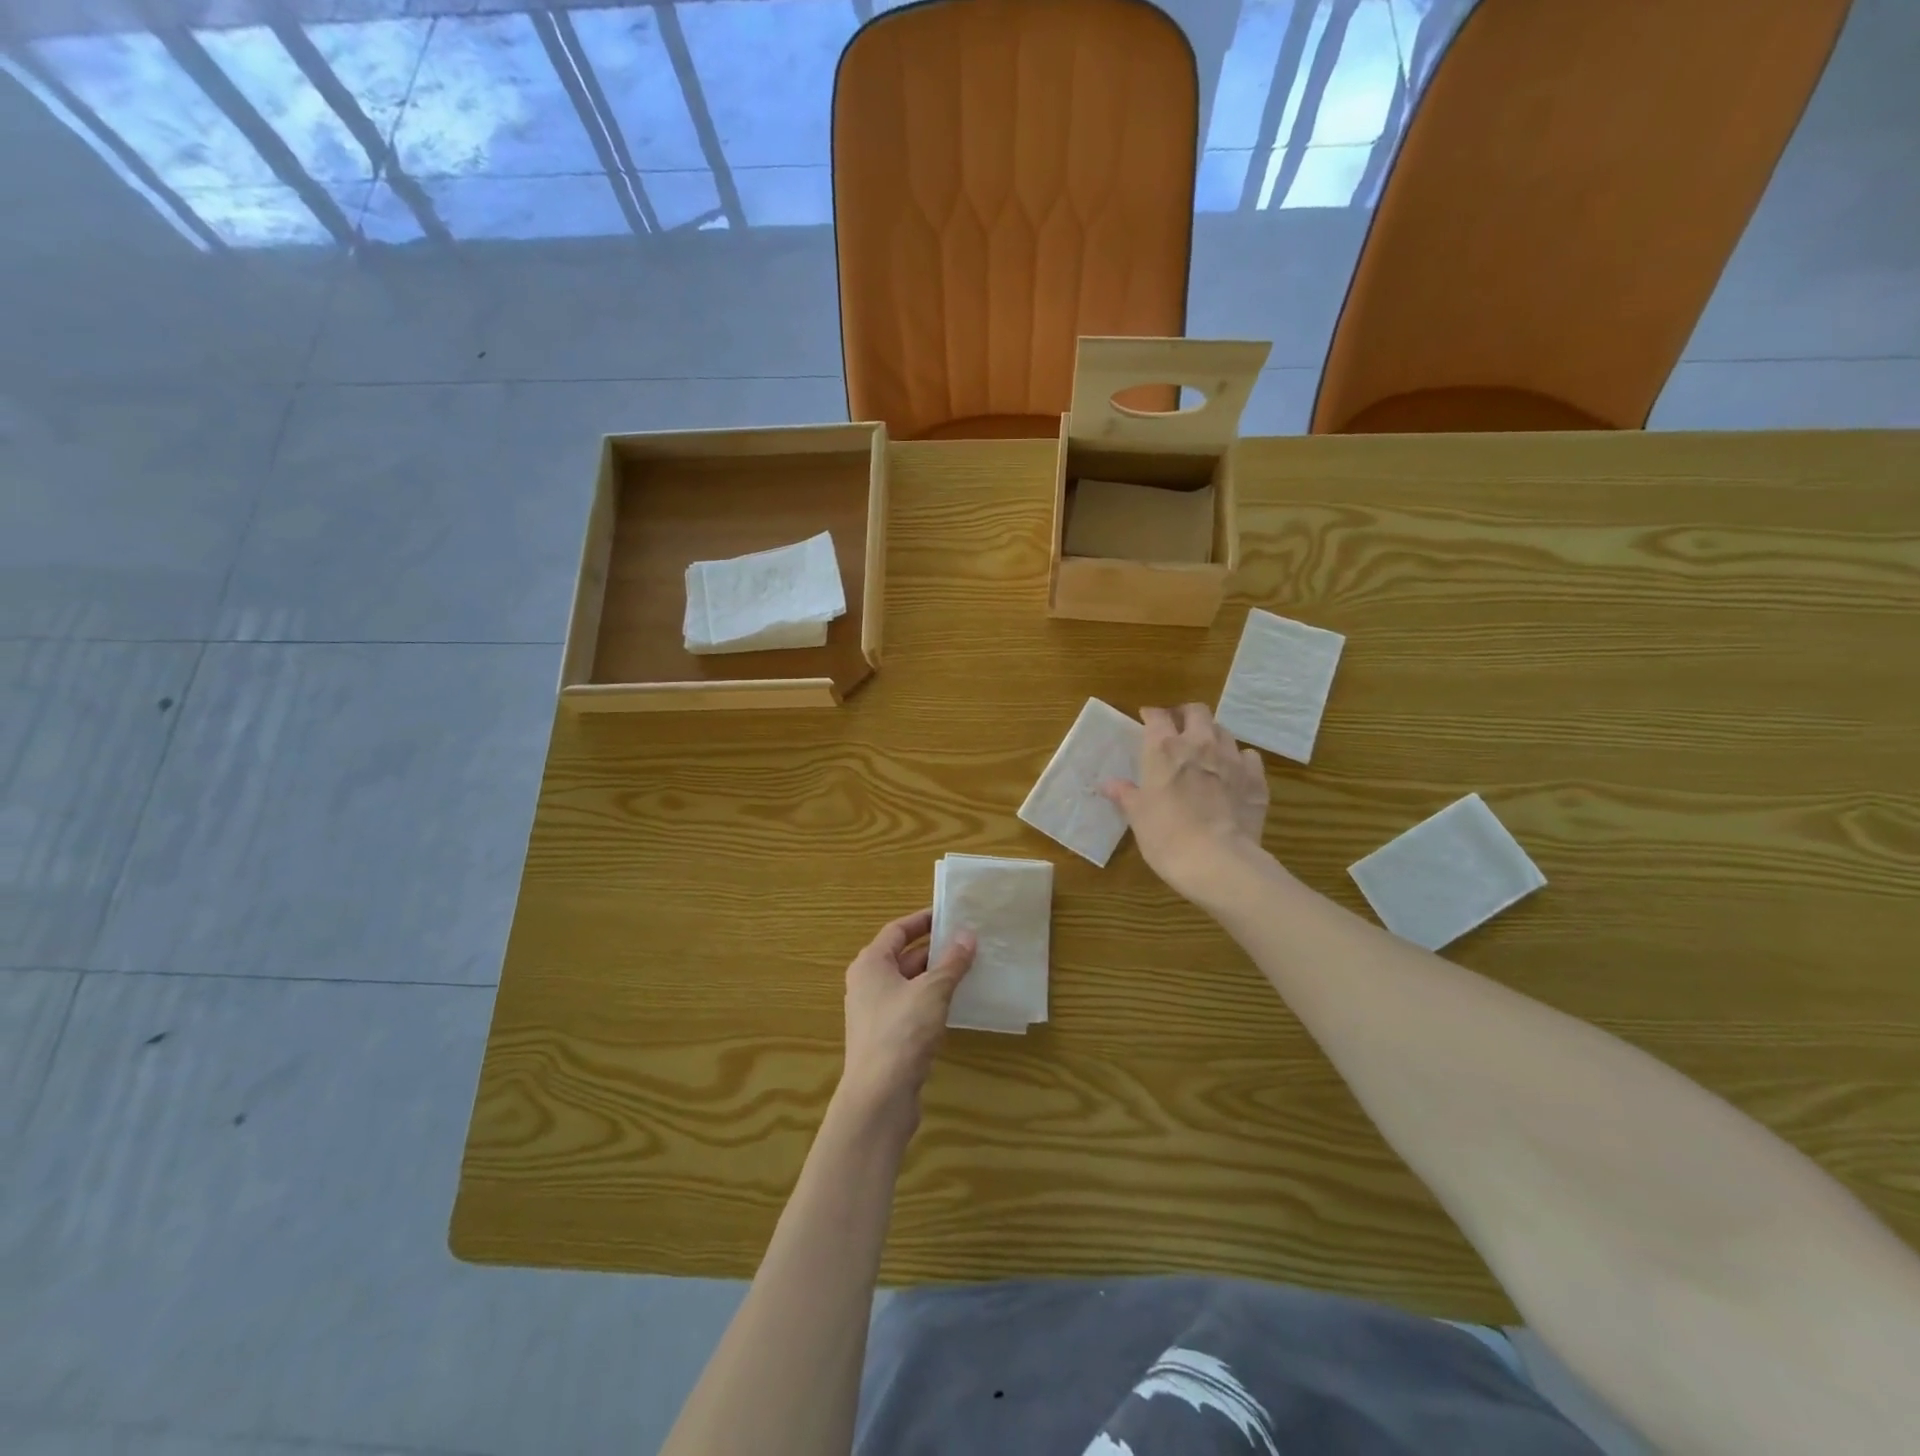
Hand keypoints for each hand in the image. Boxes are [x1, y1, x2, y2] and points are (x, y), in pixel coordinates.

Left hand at [838, 909, 975, 1131]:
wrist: (879, 1096)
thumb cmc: (902, 1032)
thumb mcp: (932, 991)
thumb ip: (951, 962)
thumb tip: (967, 935)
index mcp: (871, 964)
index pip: (897, 930)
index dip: (923, 920)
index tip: (950, 914)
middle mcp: (867, 983)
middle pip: (902, 956)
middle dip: (934, 949)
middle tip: (967, 941)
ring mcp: (874, 1012)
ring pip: (909, 983)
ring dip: (936, 976)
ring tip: (969, 968)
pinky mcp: (886, 1037)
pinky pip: (911, 1007)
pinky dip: (932, 1000)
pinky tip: (956, 1004)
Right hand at [1101, 703, 1269, 901]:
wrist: (1218, 861)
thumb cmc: (1166, 835)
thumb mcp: (1137, 816)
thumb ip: (1125, 794)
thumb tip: (1108, 784)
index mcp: (1164, 749)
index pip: (1157, 716)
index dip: (1151, 715)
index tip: (1147, 719)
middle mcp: (1200, 744)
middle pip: (1197, 712)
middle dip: (1186, 715)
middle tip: (1178, 727)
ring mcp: (1232, 759)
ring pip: (1224, 731)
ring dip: (1213, 735)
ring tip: (1206, 750)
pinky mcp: (1256, 779)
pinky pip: (1248, 757)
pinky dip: (1239, 760)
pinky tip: (1233, 773)